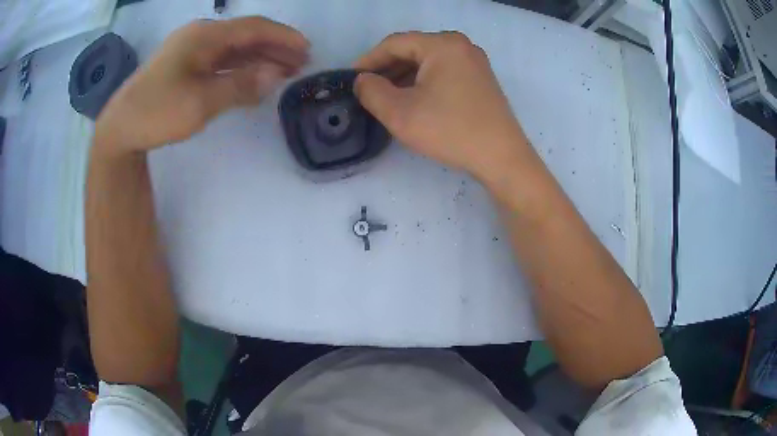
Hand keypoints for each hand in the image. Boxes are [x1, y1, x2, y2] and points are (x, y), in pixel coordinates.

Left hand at [94, 17, 308, 155]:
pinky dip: (239, 68)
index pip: (253, 28)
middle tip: (300, 64)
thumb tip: (276, 75)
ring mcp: (191, 51)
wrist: (119, 129)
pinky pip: (220, 62)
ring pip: (234, 49)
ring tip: (283, 71)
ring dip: (259, 58)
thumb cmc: (156, 112)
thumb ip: (240, 86)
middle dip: (275, 48)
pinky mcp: (184, 66)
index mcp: (205, 36)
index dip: (282, 37)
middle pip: (246, 36)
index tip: (306, 50)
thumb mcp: (200, 102)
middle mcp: (200, 36)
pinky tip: (252, 79)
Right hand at [354, 32, 528, 179]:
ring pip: (428, 61)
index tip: (351, 79)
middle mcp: (460, 45)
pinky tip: (412, 99)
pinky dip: (423, 82)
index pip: (394, 43)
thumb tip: (362, 80)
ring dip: (404, 76)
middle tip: (367, 90)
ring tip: (385, 97)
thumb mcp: (400, 112)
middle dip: (386, 69)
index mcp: (442, 44)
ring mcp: (474, 61)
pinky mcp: (480, 78)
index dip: (368, 60)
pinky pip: (443, 72)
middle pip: (412, 49)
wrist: (502, 158)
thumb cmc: (451, 131)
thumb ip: (371, 91)